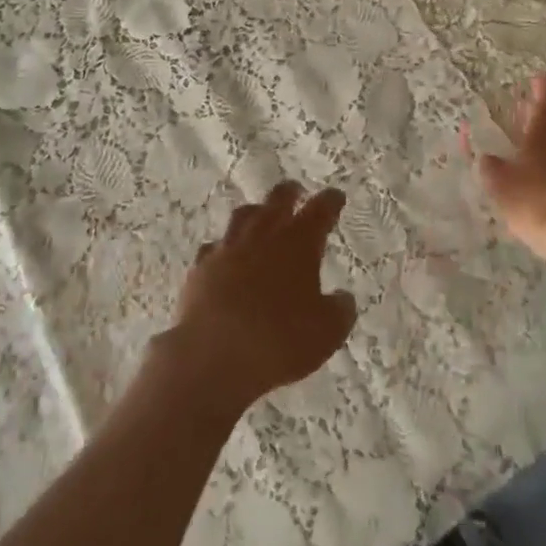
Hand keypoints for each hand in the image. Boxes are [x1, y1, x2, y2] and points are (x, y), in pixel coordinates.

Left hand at [161, 182, 357, 412]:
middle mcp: (263, 235)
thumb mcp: (326, 333)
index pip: (320, 210)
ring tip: (261, 216)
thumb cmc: (279, 341)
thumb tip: (343, 298)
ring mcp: (228, 248)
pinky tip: (226, 256)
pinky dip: (225, 247)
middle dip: (290, 193)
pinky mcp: (201, 267)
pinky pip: (215, 247)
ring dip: (256, 212)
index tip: (336, 197)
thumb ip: (340, 310)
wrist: (214, 355)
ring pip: (244, 216)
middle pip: (278, 200)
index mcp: (298, 243)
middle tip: (297, 191)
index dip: (330, 202)